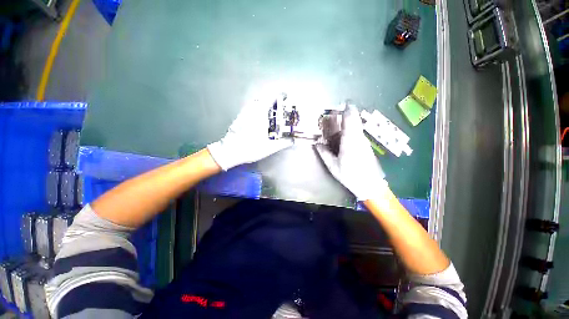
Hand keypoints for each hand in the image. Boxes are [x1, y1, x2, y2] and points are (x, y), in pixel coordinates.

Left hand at [208, 95, 292, 170]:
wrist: (229, 152)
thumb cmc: (250, 148)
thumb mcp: (270, 147)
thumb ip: (284, 143)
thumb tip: (293, 140)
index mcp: (260, 114)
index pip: (271, 97)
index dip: (280, 95)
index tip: (286, 97)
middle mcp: (252, 110)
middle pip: (263, 97)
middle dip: (273, 99)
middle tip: (280, 107)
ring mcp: (244, 113)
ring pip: (256, 102)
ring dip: (264, 103)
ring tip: (271, 112)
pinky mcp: (239, 117)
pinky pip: (250, 108)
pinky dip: (257, 108)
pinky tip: (259, 119)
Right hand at [316, 104, 387, 200]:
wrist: (370, 184)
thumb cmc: (350, 175)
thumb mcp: (333, 166)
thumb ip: (324, 153)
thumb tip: (317, 144)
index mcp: (350, 140)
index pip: (350, 118)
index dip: (346, 108)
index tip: (341, 103)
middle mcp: (358, 137)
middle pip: (354, 119)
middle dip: (346, 113)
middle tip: (335, 112)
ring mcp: (363, 141)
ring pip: (356, 125)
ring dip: (347, 121)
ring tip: (336, 123)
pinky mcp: (365, 145)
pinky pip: (357, 132)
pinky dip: (350, 129)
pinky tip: (343, 135)